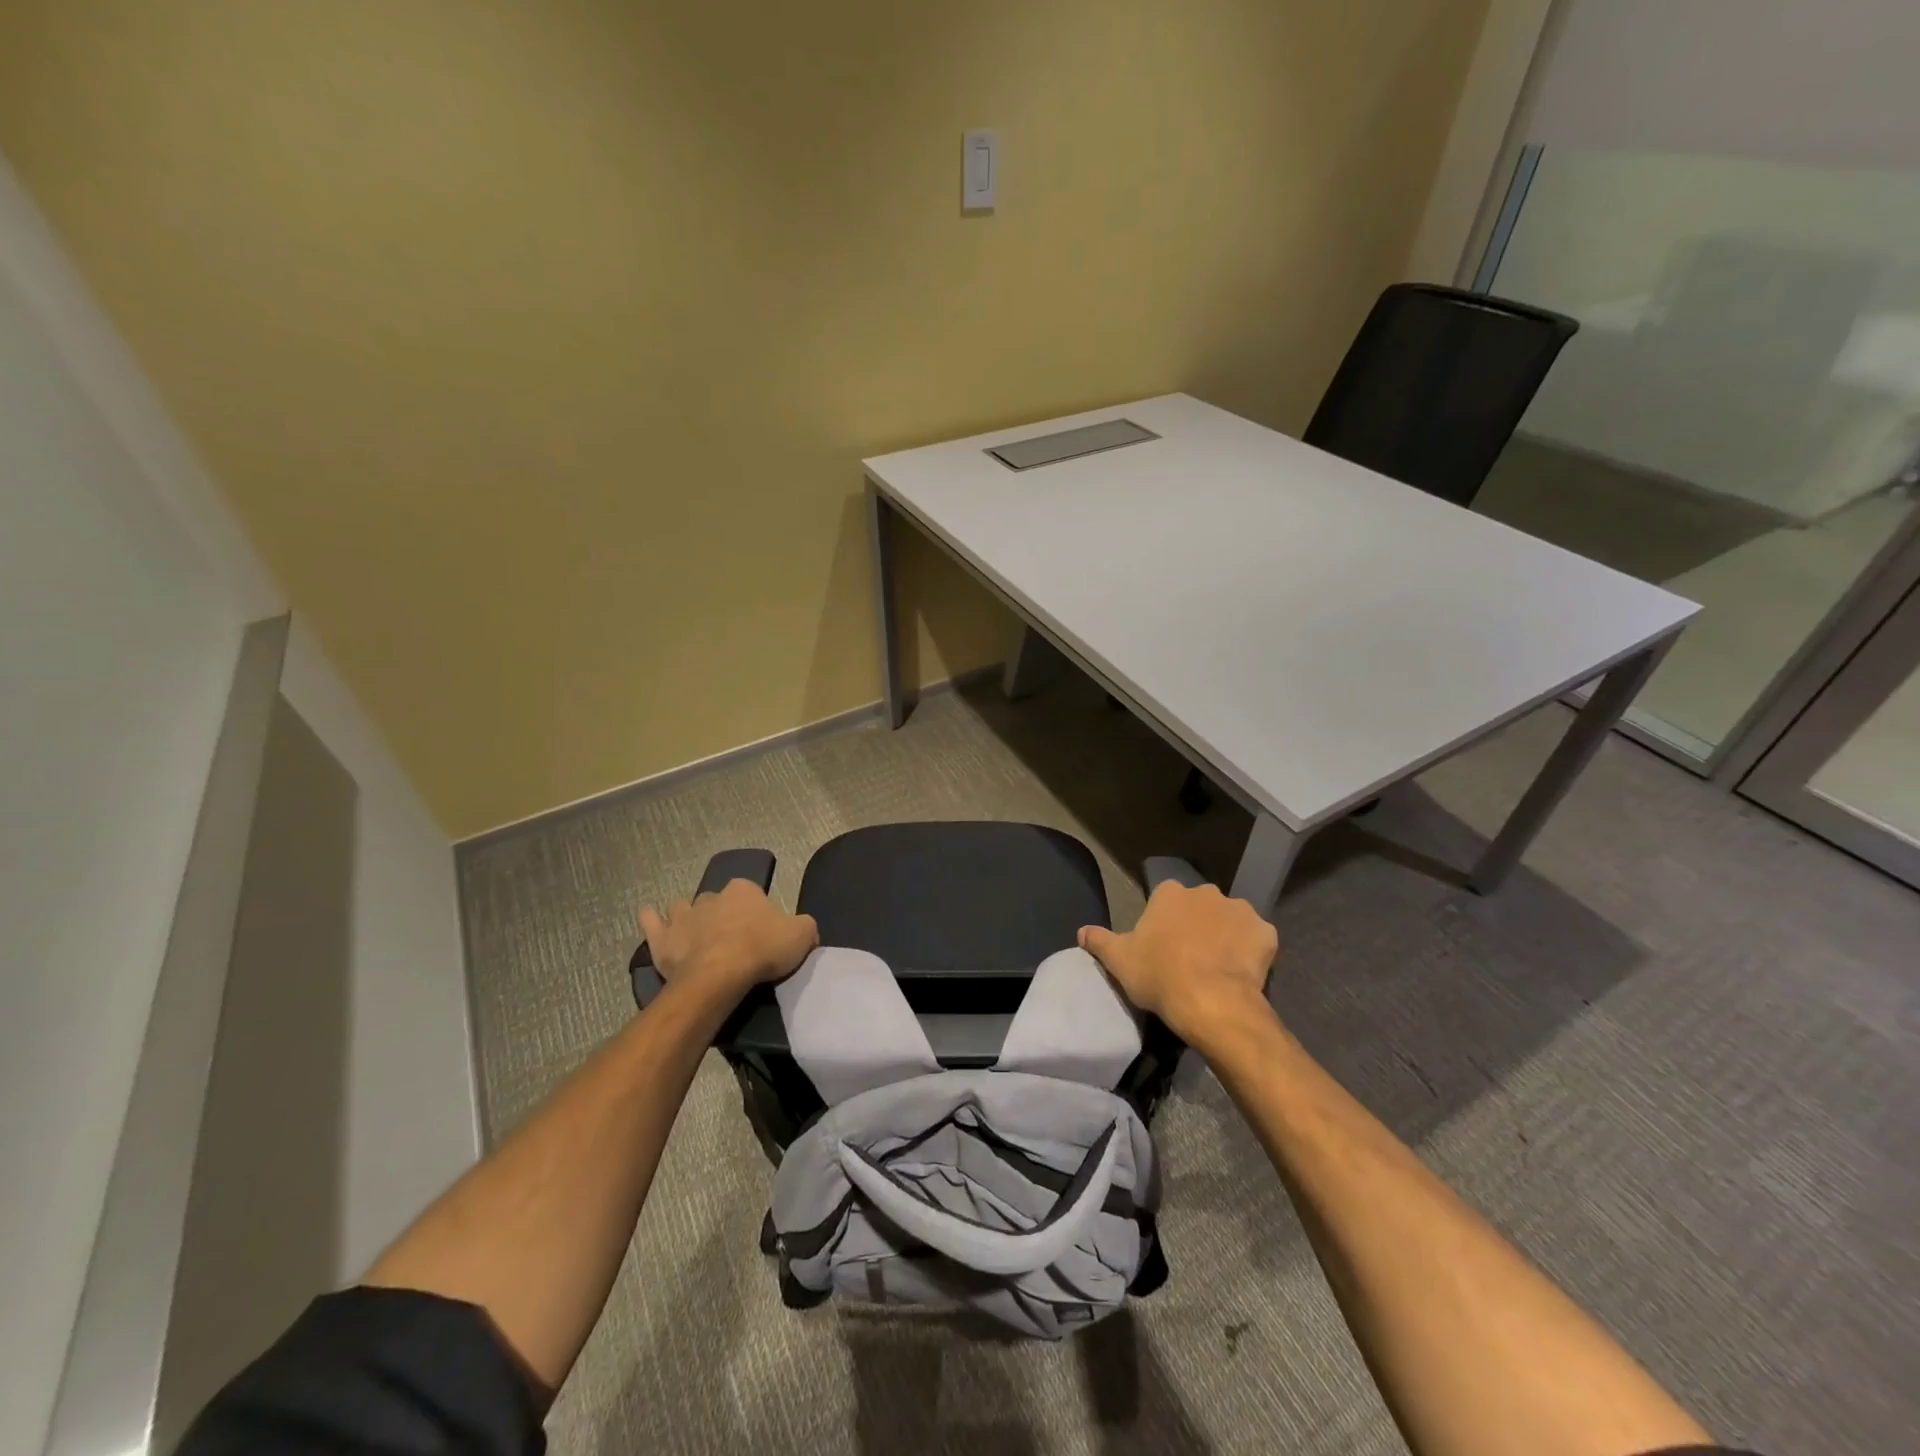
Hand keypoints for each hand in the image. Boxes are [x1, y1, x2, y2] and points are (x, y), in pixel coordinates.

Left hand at [637, 879, 818, 1005]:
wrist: (720, 975)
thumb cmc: (762, 950)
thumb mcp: (803, 935)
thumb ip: (805, 926)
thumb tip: (803, 929)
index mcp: (743, 890)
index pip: (751, 894)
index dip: (755, 912)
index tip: (759, 933)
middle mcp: (711, 895)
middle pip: (717, 902)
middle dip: (720, 915)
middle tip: (730, 940)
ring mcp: (683, 915)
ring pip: (684, 908)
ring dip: (689, 918)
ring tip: (696, 936)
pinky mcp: (662, 938)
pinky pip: (651, 921)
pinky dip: (651, 920)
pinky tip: (652, 920)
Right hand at [1078, 881, 1277, 1045]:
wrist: (1210, 1002)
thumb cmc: (1159, 975)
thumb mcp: (1118, 960)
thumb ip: (1098, 940)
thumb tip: (1080, 931)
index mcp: (1170, 893)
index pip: (1165, 899)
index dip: (1164, 923)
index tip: (1162, 947)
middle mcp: (1206, 892)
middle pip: (1200, 906)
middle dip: (1197, 925)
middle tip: (1189, 958)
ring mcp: (1240, 911)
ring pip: (1230, 921)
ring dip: (1225, 936)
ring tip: (1218, 968)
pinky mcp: (1266, 933)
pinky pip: (1257, 940)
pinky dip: (1252, 952)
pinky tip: (1242, 974)